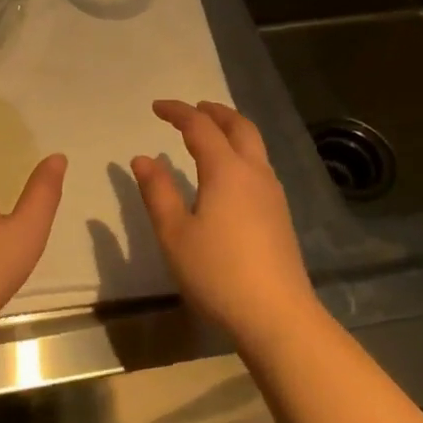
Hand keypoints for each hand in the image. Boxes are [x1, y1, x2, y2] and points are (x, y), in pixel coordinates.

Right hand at [132, 100, 318, 344]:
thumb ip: (157, 192)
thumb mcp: (174, 234)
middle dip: (214, 112)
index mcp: (226, 171)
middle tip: (193, 109)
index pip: (200, 127)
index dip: (178, 112)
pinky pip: (259, 166)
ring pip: (254, 146)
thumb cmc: (217, 272)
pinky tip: (229, 175)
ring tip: (211, 135)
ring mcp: (273, 194)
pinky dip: (241, 153)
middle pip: (239, 126)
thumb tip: (142, 158)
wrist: (277, 315)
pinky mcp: (280, 215)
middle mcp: (254, 173)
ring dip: (232, 130)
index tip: (156, 107)